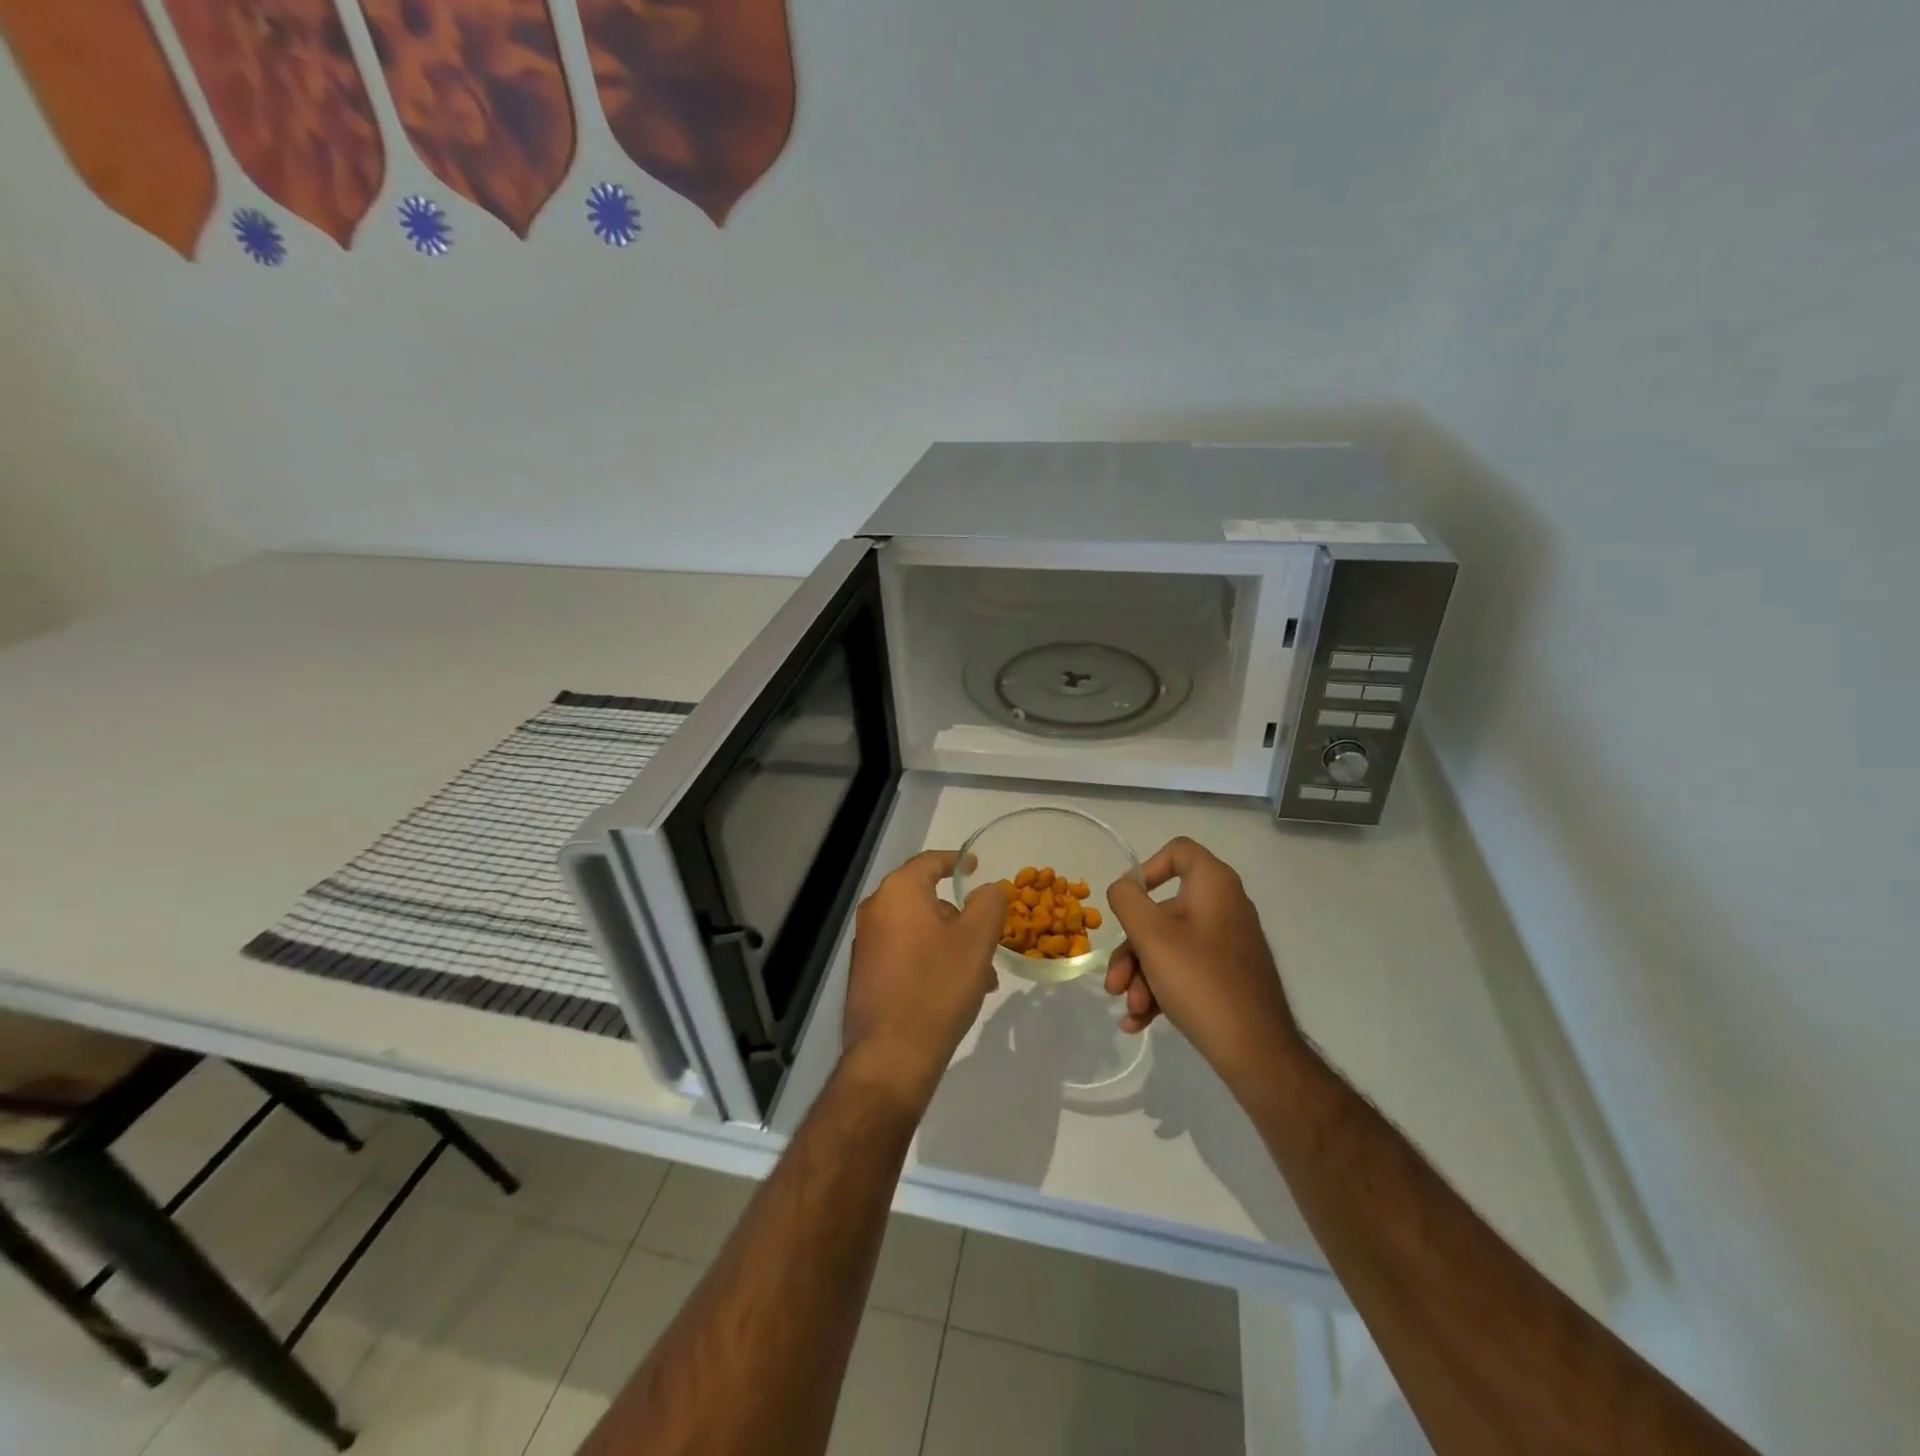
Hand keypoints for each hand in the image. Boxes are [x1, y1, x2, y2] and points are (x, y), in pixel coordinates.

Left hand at [844, 850, 1006, 1113]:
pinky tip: (953, 990)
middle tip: (987, 936)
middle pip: (924, 898)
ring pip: (917, 929)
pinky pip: (904, 952)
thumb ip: (988, 904)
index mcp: (898, 892)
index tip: (976, 867)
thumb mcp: (976, 940)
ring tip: (980, 975)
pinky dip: (929, 959)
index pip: (930, 862)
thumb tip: (989, 888)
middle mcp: (875, 910)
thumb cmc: (938, 987)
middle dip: (959, 916)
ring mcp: (866, 943)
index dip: (955, 862)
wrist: (891, 1055)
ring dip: (949, 943)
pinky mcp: (865, 973)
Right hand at [1104, 837, 1298, 1090]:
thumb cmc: (1200, 981)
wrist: (1257, 1052)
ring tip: (1130, 1010)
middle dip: (1132, 949)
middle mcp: (1224, 908)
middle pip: (1162, 911)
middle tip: (1115, 983)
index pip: (1179, 851)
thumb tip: (1123, 887)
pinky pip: (1185, 970)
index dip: (1147, 868)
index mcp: (1214, 886)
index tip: (1127, 902)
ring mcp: (1227, 944)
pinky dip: (1160, 990)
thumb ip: (1128, 901)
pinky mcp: (1227, 976)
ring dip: (1141, 976)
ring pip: (1169, 946)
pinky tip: (1139, 1022)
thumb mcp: (1152, 936)